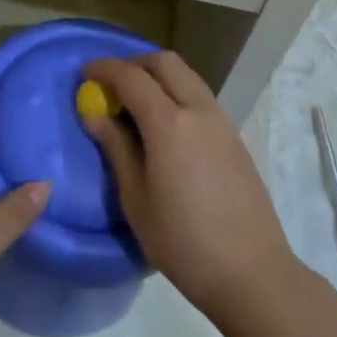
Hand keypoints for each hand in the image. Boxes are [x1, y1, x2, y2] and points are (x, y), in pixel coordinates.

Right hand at [81, 53, 297, 323]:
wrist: (252, 273)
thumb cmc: (183, 242)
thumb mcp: (136, 200)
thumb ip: (116, 149)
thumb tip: (95, 115)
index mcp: (169, 123)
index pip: (131, 77)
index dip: (104, 69)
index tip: (84, 74)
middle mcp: (198, 110)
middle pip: (165, 63)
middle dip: (134, 64)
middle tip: (111, 86)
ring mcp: (221, 121)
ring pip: (186, 76)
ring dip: (158, 77)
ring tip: (135, 106)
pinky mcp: (234, 138)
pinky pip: (200, 97)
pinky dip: (176, 94)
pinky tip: (165, 128)